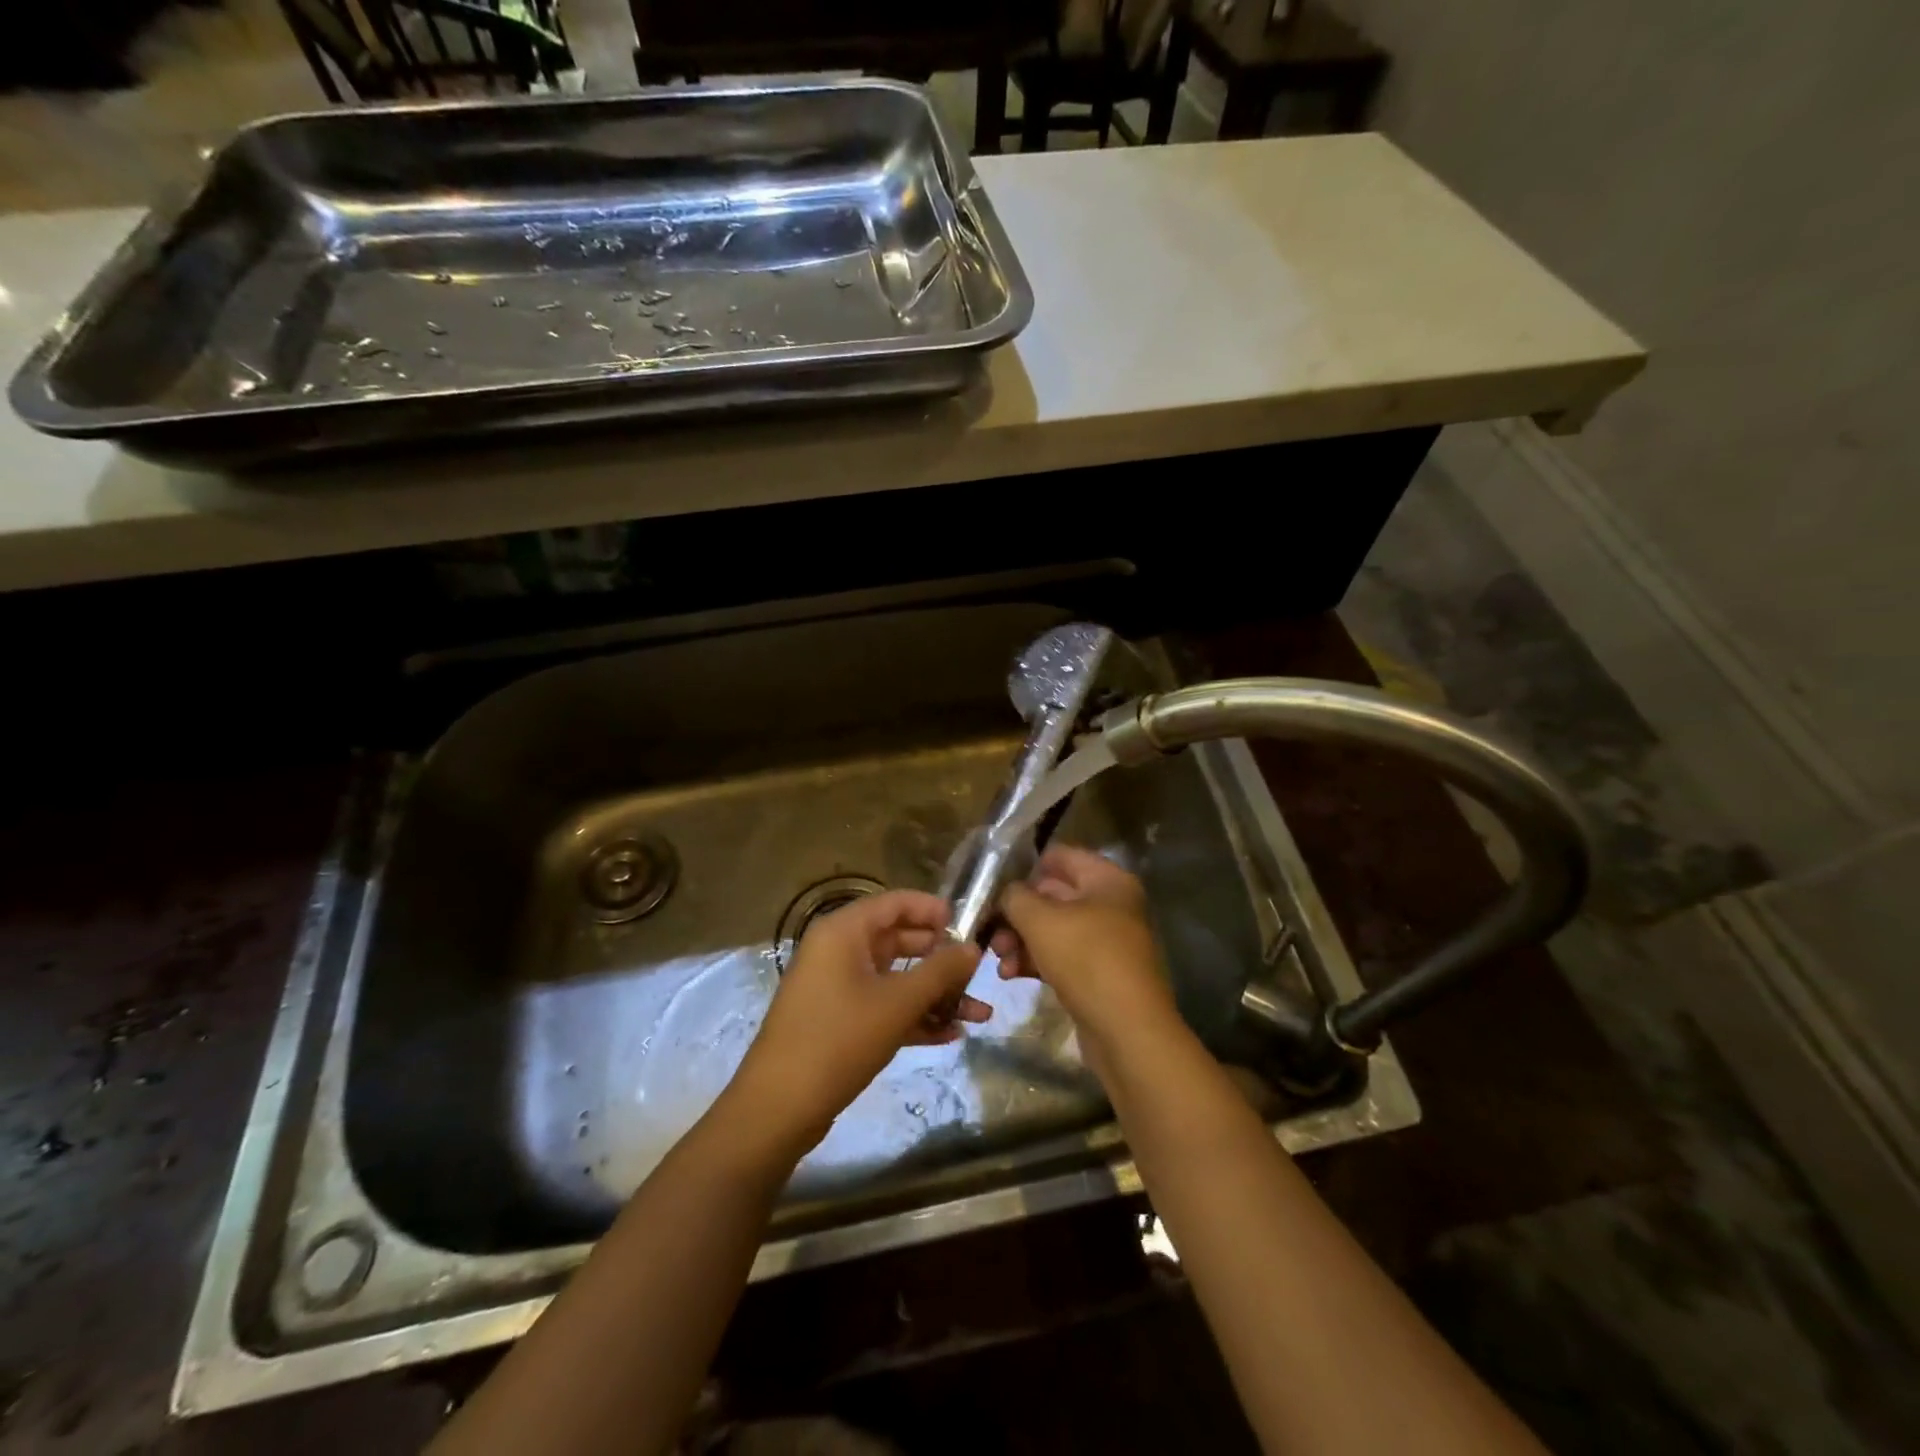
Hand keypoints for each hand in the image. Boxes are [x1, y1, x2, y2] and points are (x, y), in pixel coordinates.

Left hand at [730, 890, 988, 1156]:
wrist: (779, 1107)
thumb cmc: (839, 1039)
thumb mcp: (898, 1002)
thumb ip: (940, 971)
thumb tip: (974, 948)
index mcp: (844, 932)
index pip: (895, 903)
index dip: (932, 909)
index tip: (969, 923)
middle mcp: (838, 951)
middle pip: (898, 940)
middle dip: (940, 958)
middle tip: (979, 970)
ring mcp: (837, 987)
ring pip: (895, 978)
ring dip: (935, 994)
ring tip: (979, 1012)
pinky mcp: (839, 1021)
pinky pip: (883, 1006)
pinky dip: (914, 1016)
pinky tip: (951, 1035)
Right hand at [993, 845, 1177, 1052]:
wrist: (1128, 1032)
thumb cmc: (1086, 960)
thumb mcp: (1040, 920)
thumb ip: (1015, 896)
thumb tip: (1007, 893)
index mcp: (1107, 880)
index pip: (1060, 856)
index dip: (1026, 867)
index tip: (994, 886)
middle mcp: (1111, 905)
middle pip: (1054, 895)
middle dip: (1017, 912)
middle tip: (989, 930)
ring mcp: (1107, 942)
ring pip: (1054, 929)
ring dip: (1021, 940)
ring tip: (997, 958)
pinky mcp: (1099, 975)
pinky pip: (1061, 957)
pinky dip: (1036, 961)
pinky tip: (1010, 975)